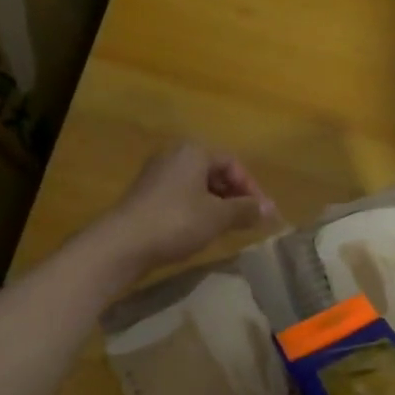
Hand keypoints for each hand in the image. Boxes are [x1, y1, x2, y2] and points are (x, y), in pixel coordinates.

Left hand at [96, 142, 274, 276]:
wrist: (123, 243)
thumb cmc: (177, 221)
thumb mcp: (218, 216)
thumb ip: (246, 210)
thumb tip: (271, 209)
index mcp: (193, 151)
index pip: (232, 163)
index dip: (251, 187)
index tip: (261, 213)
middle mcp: (174, 155)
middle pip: (214, 172)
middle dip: (234, 196)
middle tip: (247, 221)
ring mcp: (157, 176)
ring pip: (197, 186)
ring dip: (217, 205)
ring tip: (228, 229)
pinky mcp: (146, 196)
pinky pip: (181, 198)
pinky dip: (197, 211)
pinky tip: (201, 231)